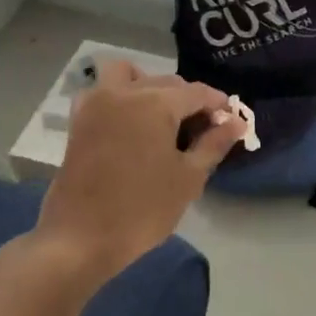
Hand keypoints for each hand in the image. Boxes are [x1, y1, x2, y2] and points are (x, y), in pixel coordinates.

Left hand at [30, 61, 245, 280]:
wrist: (80, 240)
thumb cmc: (142, 210)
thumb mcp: (188, 178)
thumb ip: (214, 144)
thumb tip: (236, 122)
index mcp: (155, 103)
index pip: (197, 92)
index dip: (218, 105)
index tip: (231, 122)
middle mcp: (124, 92)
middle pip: (167, 82)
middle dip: (189, 99)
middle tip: (203, 131)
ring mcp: (97, 104)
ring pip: (130, 75)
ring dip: (150, 86)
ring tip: (163, 118)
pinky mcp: (79, 120)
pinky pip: (103, 91)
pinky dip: (120, 95)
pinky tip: (132, 124)